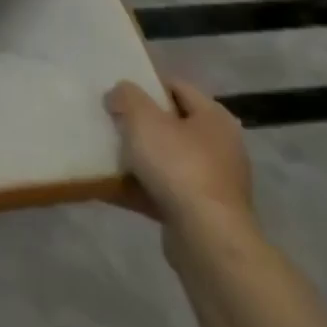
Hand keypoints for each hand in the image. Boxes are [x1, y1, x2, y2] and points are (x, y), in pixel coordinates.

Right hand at [105, 80, 252, 236]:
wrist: (208, 242)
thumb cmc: (179, 166)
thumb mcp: (143, 118)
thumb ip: (127, 96)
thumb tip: (119, 93)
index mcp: (214, 118)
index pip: (177, 87)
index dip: (146, 84)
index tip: (118, 91)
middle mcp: (220, 148)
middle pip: (171, 125)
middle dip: (140, 124)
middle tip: (110, 121)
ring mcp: (213, 185)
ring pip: (166, 161)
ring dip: (138, 158)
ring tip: (105, 153)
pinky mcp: (202, 216)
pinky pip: (164, 192)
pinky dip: (140, 188)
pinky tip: (110, 188)